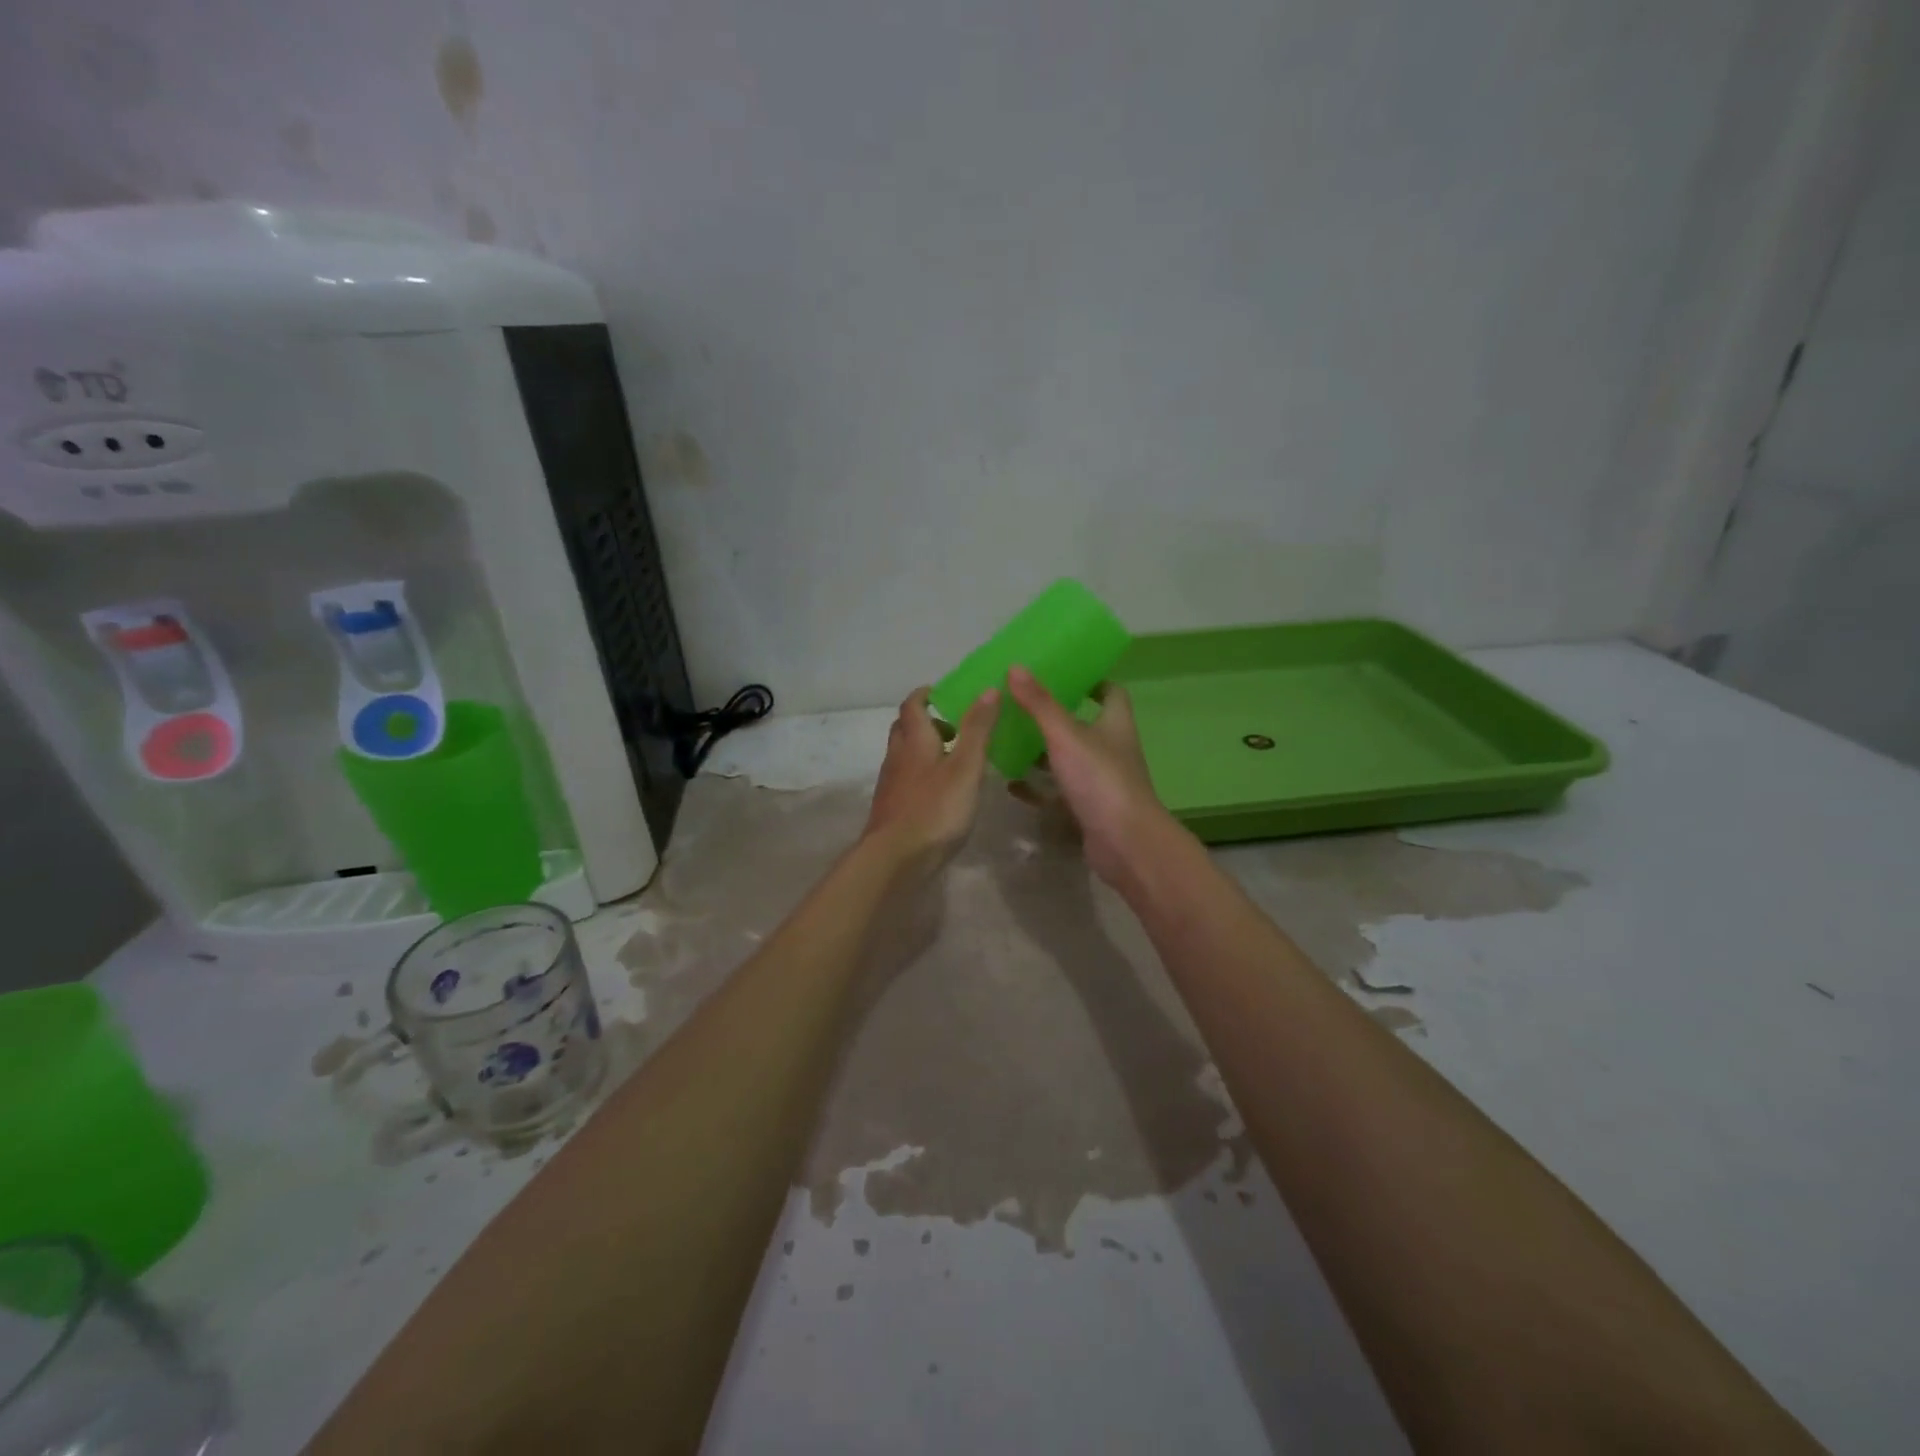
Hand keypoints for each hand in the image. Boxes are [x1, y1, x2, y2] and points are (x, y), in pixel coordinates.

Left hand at [864, 687, 1000, 872]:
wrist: (895, 858)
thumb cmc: (935, 809)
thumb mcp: (966, 766)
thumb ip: (978, 729)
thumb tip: (989, 689)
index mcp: (914, 740)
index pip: (912, 705)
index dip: (925, 695)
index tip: (943, 693)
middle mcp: (897, 756)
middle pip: (904, 728)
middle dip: (925, 721)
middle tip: (953, 727)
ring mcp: (891, 784)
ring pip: (904, 755)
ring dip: (923, 750)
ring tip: (954, 760)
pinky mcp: (891, 808)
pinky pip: (905, 779)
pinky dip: (920, 775)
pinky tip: (940, 792)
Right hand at [1004, 666, 1181, 887]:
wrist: (1125, 843)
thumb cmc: (1100, 779)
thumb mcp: (1066, 735)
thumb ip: (1040, 704)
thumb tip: (1016, 667)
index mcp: (1115, 724)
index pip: (1111, 693)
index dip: (1092, 681)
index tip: (1064, 674)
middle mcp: (1111, 749)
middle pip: (1085, 725)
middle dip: (1055, 716)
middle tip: (1021, 705)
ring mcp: (1100, 781)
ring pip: (1069, 760)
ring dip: (1043, 752)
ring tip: (1009, 740)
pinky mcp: (1088, 808)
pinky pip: (1059, 792)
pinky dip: (1037, 788)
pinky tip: (1011, 783)